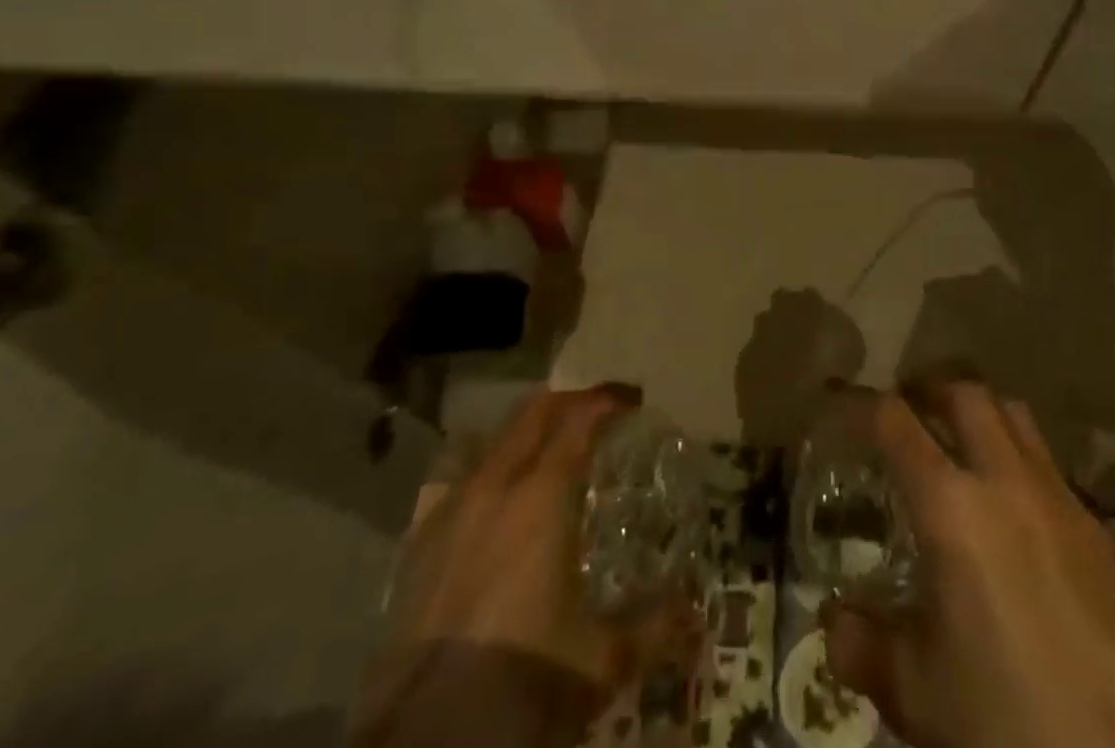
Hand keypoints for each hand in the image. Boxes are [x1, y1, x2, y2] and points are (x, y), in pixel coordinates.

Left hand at [353, 386, 694, 747]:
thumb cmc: (520, 684)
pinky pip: (458, 480)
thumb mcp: (600, 663)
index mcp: (542, 495)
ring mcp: (449, 512)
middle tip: (597, 412)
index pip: (579, 420)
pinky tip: (497, 502)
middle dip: (568, 402)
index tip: (631, 400)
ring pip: (492, 440)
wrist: (421, 745)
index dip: (607, 401)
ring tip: (550, 450)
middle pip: (532, 414)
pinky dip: (488, 470)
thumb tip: (697, 620)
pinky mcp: (417, 546)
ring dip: (526, 432)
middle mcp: (494, 486)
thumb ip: (654, 630)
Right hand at [822, 384, 1114, 747]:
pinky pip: (1049, 464)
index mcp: (949, 507)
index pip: (895, 422)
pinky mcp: (1095, 529)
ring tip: (962, 442)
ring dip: (981, 414)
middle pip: (964, 395)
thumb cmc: (998, 722)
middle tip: (909, 410)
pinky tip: (1014, 509)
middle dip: (930, 391)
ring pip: (1015, 416)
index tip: (842, 404)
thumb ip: (862, 645)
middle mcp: (1004, 481)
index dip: (861, 403)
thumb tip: (833, 621)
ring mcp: (1057, 498)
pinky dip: (1020, 459)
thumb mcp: (913, 690)